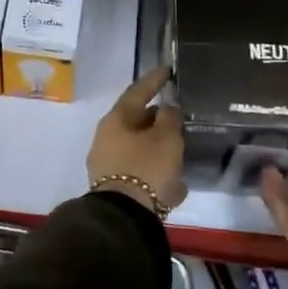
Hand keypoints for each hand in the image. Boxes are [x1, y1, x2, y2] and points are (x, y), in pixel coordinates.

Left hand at [87, 66, 185, 215]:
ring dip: (158, 149)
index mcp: (116, 120)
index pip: (137, 91)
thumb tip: (167, 107)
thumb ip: (169, 117)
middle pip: (136, 121)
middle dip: (158, 119)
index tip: (168, 70)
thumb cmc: (146, 168)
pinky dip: (156, 173)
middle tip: (178, 117)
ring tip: (180, 153)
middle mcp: (107, 138)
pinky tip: (176, 186)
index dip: (154, 80)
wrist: (125, 217)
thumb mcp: (166, 138)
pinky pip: (140, 172)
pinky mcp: (115, 188)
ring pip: (139, 148)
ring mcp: (108, 164)